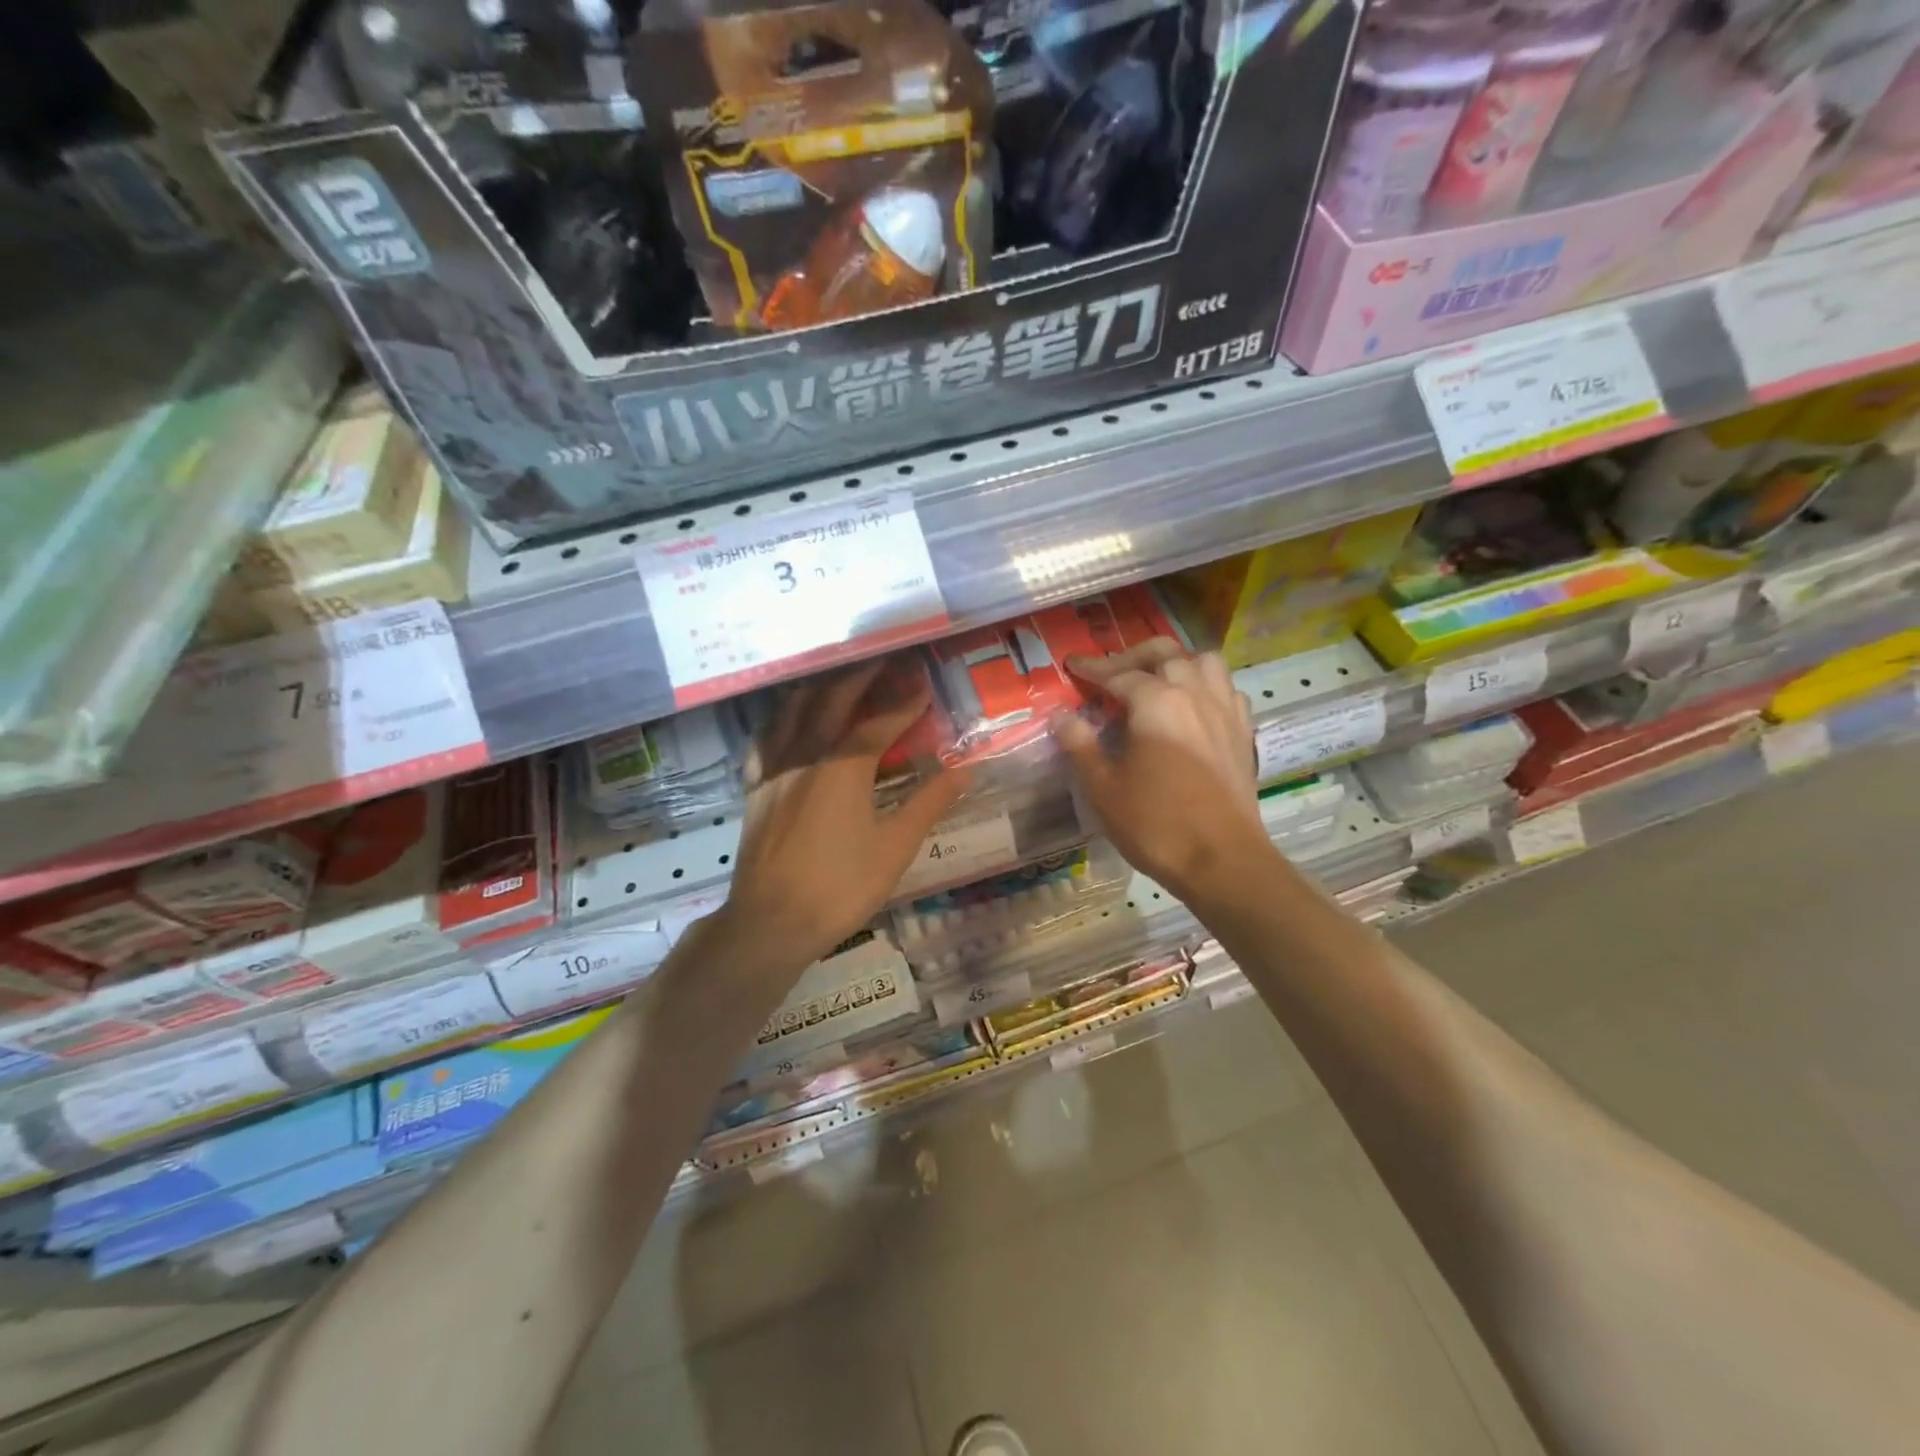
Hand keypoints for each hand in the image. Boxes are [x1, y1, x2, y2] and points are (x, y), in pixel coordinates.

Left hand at [722, 659, 969, 968]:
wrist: (771, 922)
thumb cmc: (841, 887)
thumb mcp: (895, 848)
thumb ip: (929, 803)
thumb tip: (966, 770)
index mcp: (843, 768)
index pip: (879, 721)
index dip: (904, 701)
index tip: (924, 682)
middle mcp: (805, 755)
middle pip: (832, 699)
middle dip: (861, 676)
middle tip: (885, 659)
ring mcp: (774, 769)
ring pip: (793, 710)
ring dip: (820, 687)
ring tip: (839, 676)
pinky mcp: (754, 787)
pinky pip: (765, 738)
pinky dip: (781, 718)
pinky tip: (788, 718)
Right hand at [1053, 638, 1275, 904]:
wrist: (1222, 860)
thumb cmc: (1155, 824)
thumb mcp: (1102, 788)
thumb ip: (1080, 744)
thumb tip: (1062, 716)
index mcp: (1158, 702)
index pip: (1118, 673)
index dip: (1091, 669)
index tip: (1071, 665)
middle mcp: (1195, 693)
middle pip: (1164, 654)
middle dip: (1132, 657)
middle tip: (1109, 673)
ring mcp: (1224, 711)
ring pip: (1203, 662)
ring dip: (1175, 662)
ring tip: (1154, 680)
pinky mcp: (1242, 733)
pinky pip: (1224, 689)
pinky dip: (1203, 685)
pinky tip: (1191, 706)